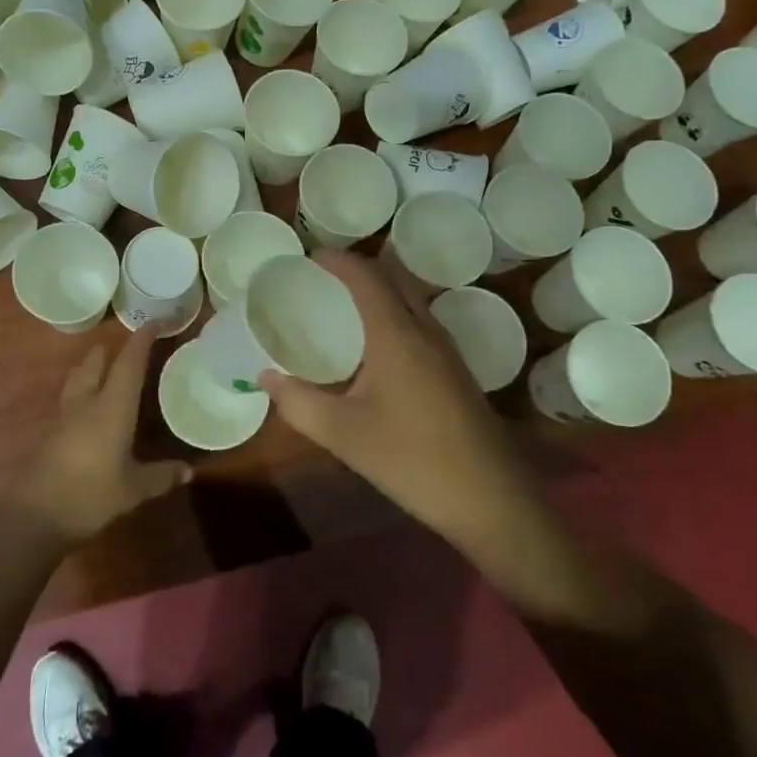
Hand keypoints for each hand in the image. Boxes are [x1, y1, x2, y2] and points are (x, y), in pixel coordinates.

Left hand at [11, 327, 190, 543]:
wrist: (34, 517)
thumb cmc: (90, 495)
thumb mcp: (134, 489)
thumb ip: (161, 476)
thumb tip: (189, 470)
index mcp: (112, 406)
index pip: (129, 362)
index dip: (142, 340)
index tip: (155, 322)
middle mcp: (87, 402)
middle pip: (96, 361)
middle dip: (112, 349)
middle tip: (132, 349)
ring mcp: (65, 416)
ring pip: (78, 377)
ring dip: (93, 367)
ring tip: (108, 370)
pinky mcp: (52, 433)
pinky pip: (71, 399)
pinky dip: (84, 391)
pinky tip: (93, 408)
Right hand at [259, 253, 507, 534]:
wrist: (491, 499)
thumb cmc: (412, 459)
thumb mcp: (344, 434)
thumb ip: (299, 403)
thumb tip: (266, 377)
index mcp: (397, 335)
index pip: (366, 277)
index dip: (338, 261)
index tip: (309, 257)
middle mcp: (425, 331)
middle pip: (393, 278)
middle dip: (359, 268)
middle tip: (323, 276)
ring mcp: (447, 351)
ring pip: (411, 299)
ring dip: (380, 289)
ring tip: (344, 303)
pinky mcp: (457, 372)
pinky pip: (420, 322)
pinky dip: (394, 312)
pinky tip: (377, 345)